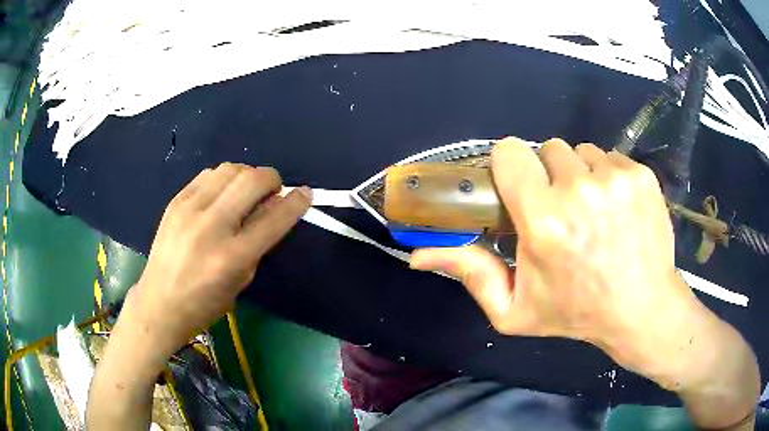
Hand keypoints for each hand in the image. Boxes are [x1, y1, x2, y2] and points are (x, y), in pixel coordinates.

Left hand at [126, 163, 311, 356]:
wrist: (159, 302)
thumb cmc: (205, 303)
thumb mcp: (241, 280)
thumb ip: (260, 241)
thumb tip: (275, 206)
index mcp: (232, 257)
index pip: (274, 218)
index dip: (296, 202)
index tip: (305, 193)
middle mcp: (211, 226)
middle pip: (252, 180)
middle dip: (272, 179)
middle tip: (272, 192)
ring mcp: (189, 209)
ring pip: (231, 169)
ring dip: (247, 176)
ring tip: (246, 193)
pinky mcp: (176, 201)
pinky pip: (208, 174)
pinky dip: (224, 180)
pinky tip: (222, 195)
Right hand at [411, 138, 699, 382]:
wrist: (641, 308)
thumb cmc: (575, 312)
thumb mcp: (513, 309)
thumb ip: (469, 273)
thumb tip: (418, 254)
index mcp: (543, 220)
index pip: (511, 152)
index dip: (511, 167)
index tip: (521, 188)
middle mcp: (579, 190)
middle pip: (548, 149)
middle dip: (550, 175)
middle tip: (562, 211)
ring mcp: (616, 178)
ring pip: (582, 152)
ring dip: (581, 176)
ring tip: (592, 212)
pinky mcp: (641, 175)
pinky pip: (611, 158)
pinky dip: (609, 177)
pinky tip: (617, 209)